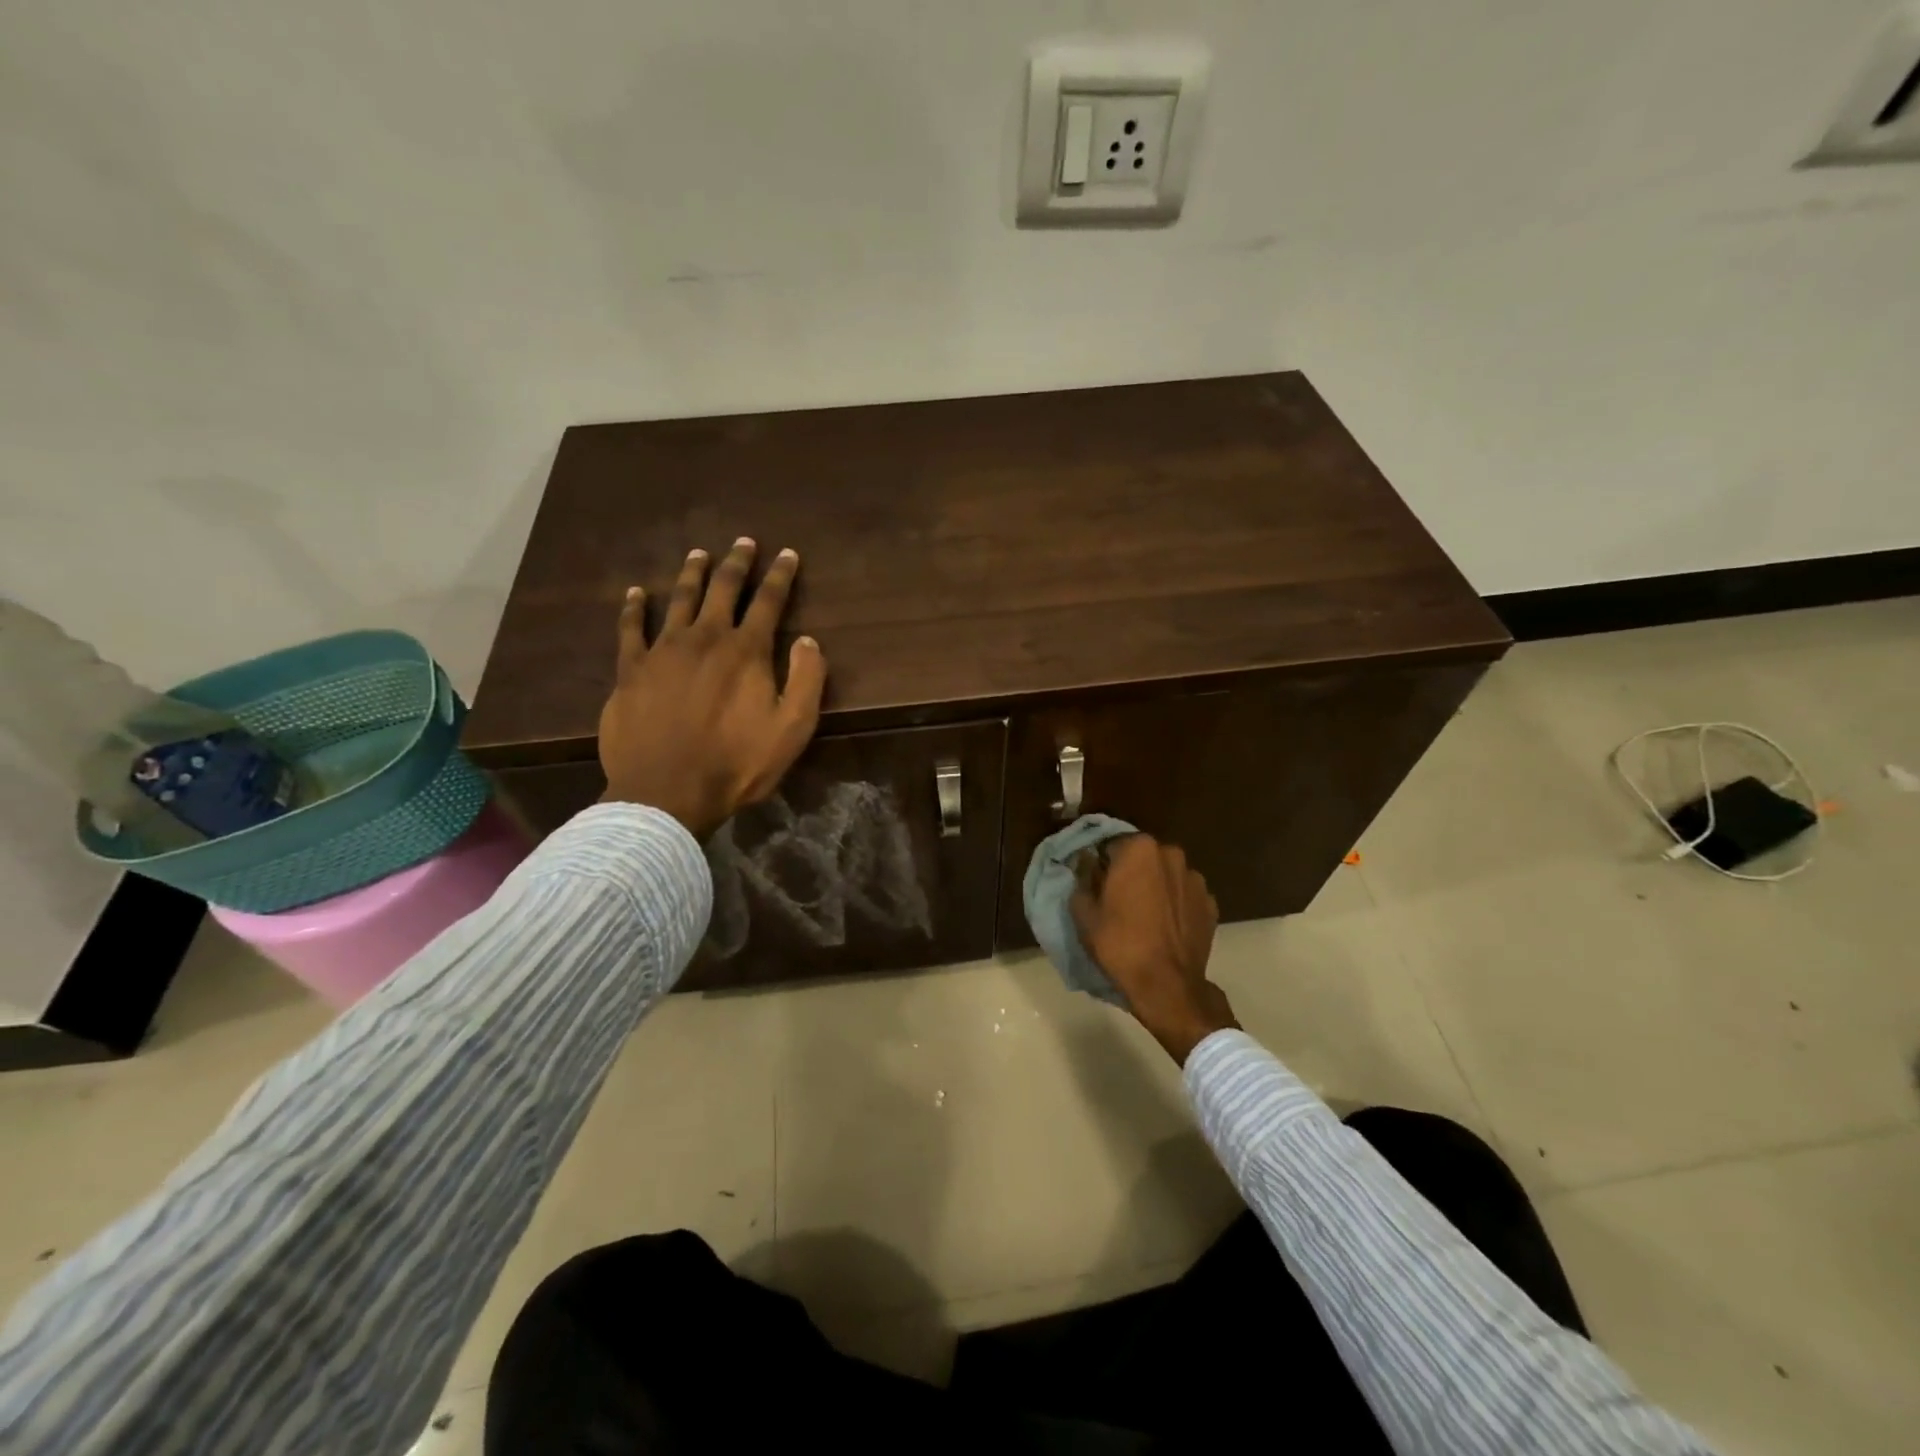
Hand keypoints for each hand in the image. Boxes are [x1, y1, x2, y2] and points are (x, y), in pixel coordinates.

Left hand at [598, 538, 826, 838]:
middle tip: (744, 542)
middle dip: (737, 563)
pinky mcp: (630, 670)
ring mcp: (663, 651)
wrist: (666, 792)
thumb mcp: (792, 729)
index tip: (787, 553)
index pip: (769, 601)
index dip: (780, 575)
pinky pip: (630, 629)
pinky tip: (636, 593)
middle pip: (723, 589)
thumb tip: (808, 640)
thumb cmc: (737, 764)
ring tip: (699, 554)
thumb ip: (807, 680)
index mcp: (747, 651)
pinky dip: (634, 607)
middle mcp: (705, 638)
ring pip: (679, 599)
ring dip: (692, 573)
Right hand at [1071, 834, 1236, 1065]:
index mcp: (1139, 848)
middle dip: (1130, 871)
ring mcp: (1195, 879)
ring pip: (1166, 875)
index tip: (1095, 883)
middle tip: (1117, 899)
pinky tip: (1164, 928)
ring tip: (1144, 915)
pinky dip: (1174, 905)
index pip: (1112, 844)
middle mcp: (1171, 854)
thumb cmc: (1119, 943)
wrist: (1167, 985)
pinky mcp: (1210, 904)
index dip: (1101, 863)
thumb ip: (1082, 878)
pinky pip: (1184, 896)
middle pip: (1142, 856)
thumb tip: (1085, 864)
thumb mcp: (1084, 912)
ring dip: (1155, 886)